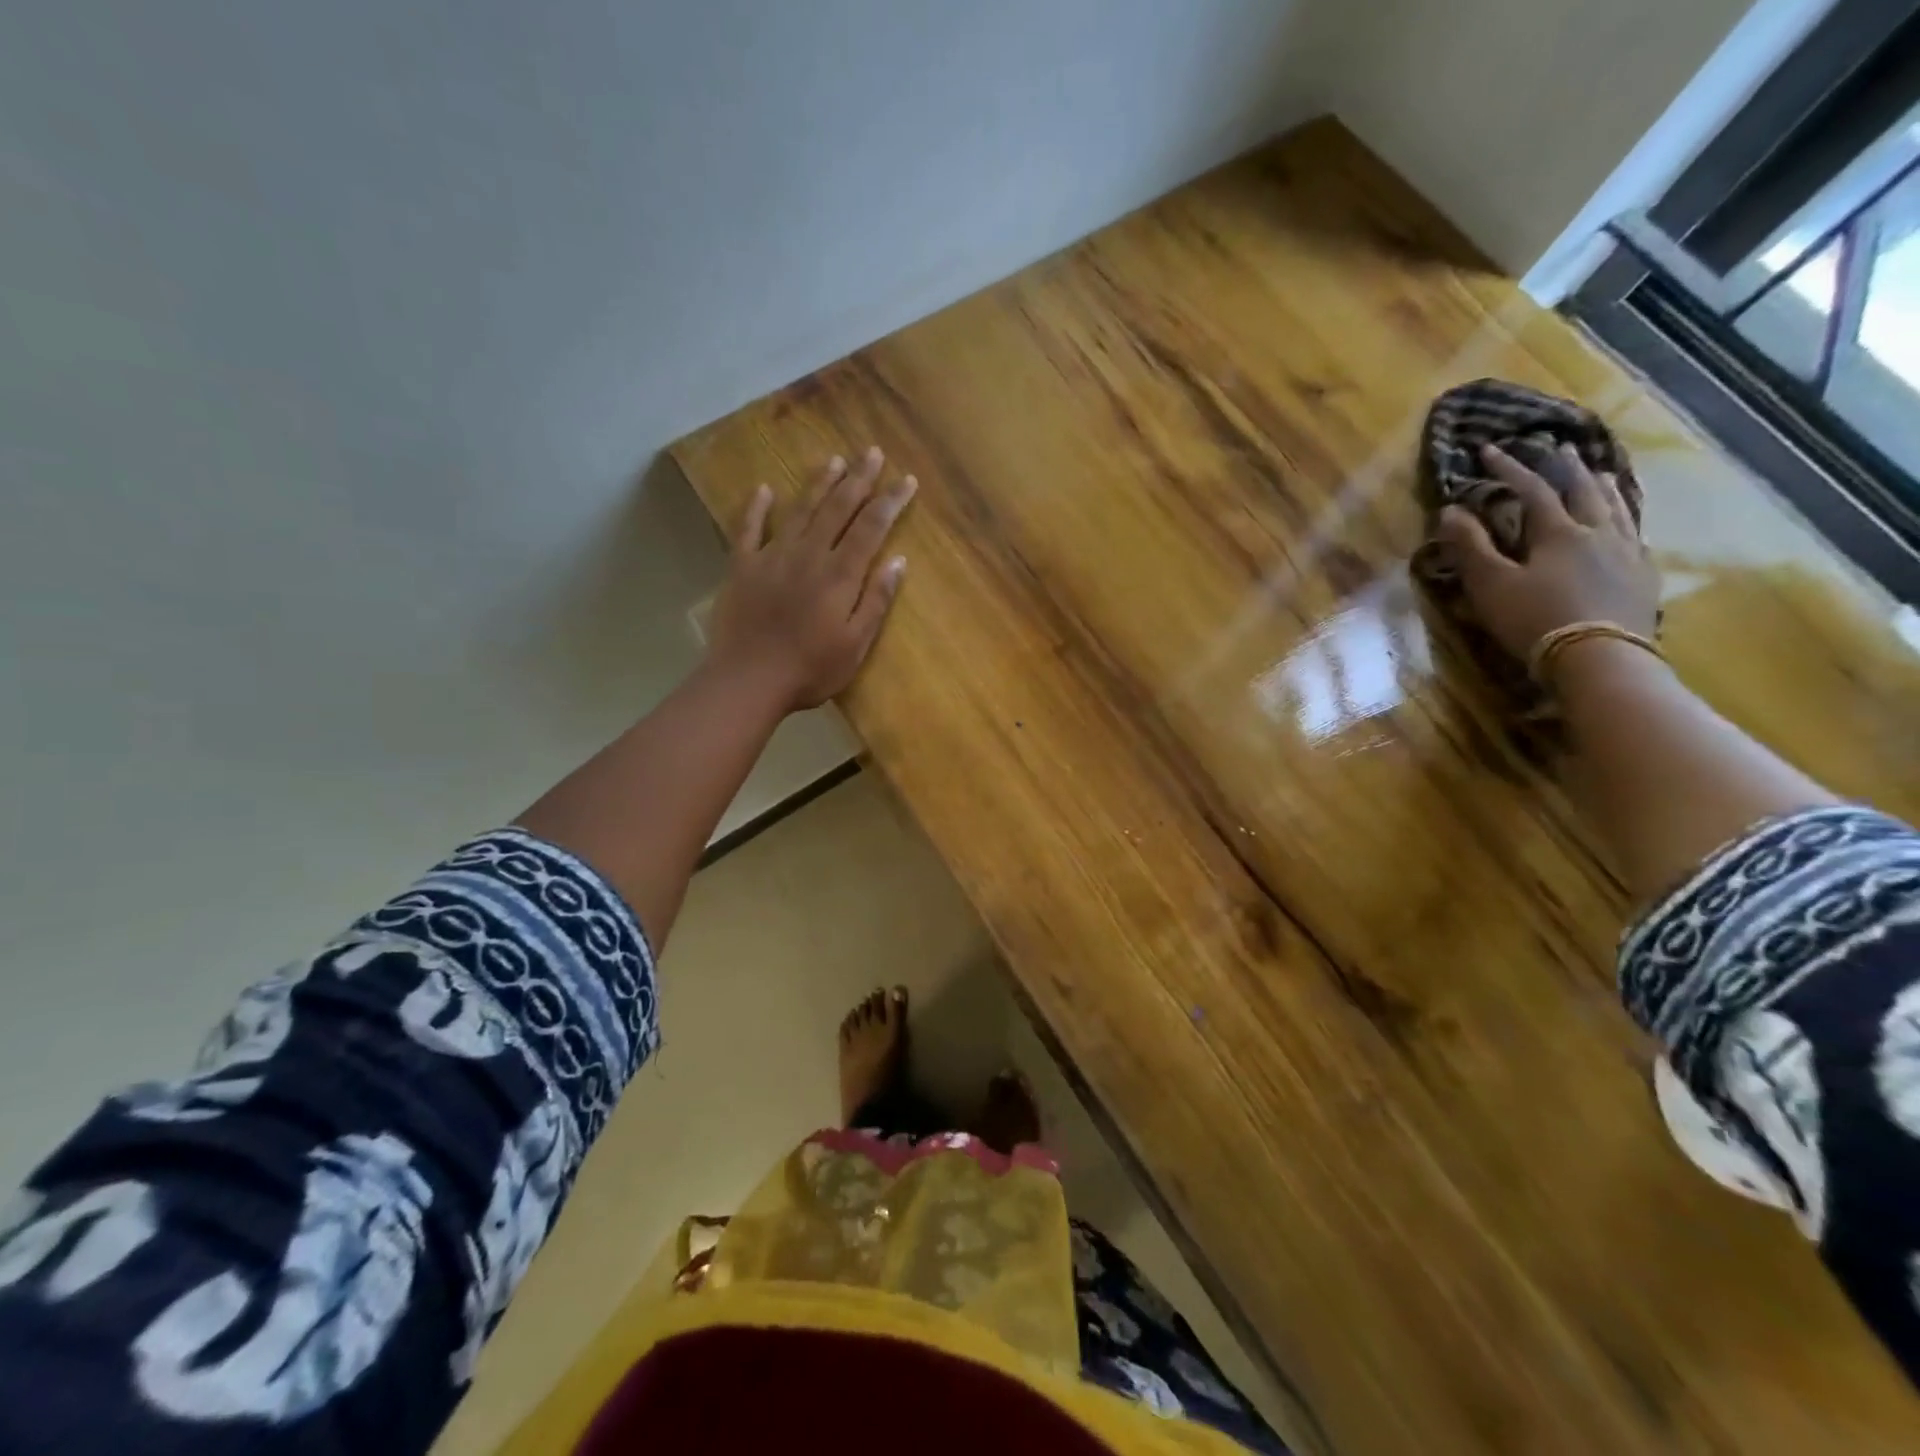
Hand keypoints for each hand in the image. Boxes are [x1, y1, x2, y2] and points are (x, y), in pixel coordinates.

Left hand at [707, 447, 915, 711]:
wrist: (748, 680)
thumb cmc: (811, 670)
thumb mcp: (856, 644)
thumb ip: (876, 600)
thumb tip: (898, 561)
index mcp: (840, 575)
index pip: (871, 527)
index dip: (891, 501)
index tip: (906, 480)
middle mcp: (808, 555)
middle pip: (838, 508)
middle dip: (859, 479)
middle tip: (872, 452)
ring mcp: (772, 557)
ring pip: (800, 510)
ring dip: (819, 484)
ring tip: (834, 460)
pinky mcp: (742, 567)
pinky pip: (748, 529)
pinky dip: (757, 507)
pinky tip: (764, 489)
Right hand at [1436, 443, 1659, 658]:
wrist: (1599, 659)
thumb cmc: (1535, 619)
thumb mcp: (1491, 585)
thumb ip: (1470, 546)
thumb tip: (1450, 509)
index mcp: (1558, 532)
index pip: (1532, 489)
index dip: (1509, 467)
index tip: (1490, 449)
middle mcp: (1598, 532)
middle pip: (1583, 490)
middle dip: (1565, 468)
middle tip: (1558, 448)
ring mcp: (1627, 552)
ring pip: (1617, 507)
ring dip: (1603, 486)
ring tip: (1600, 472)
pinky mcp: (1642, 576)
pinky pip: (1636, 533)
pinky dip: (1626, 518)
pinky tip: (1626, 523)